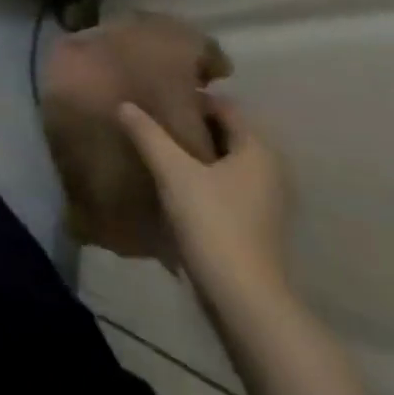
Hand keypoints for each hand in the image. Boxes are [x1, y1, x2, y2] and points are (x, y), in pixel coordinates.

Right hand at [118, 93, 291, 312]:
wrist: (243, 299)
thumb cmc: (213, 222)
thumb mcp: (173, 171)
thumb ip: (148, 134)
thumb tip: (125, 104)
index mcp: (258, 150)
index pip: (226, 107)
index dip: (192, 98)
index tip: (157, 95)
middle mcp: (268, 171)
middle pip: (225, 133)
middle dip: (189, 125)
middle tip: (150, 117)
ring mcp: (264, 200)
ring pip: (222, 161)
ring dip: (191, 152)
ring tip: (153, 146)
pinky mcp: (253, 224)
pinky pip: (222, 185)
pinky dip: (199, 176)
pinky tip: (169, 180)